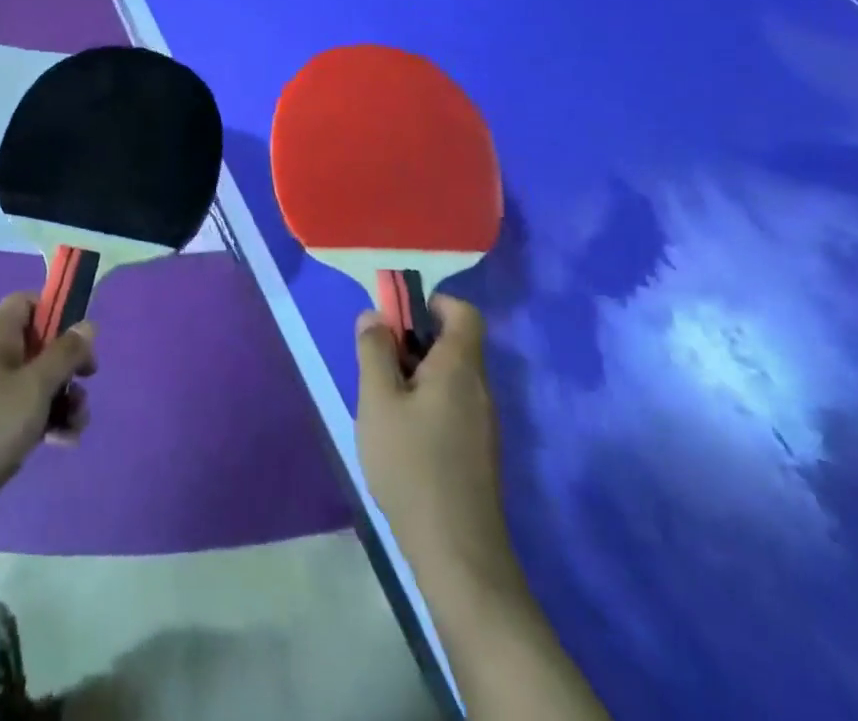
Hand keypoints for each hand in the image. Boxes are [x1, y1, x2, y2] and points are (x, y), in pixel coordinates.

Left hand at [0, 293, 96, 520]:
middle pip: (41, 344)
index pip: (28, 303)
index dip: (56, 312)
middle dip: (68, 365)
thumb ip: (65, 354)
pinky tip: (64, 442)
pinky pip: (30, 412)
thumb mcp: (34, 385)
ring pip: (39, 382)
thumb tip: (88, 324)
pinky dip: (50, 422)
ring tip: (77, 424)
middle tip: (86, 381)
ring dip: (65, 398)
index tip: (80, 337)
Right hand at [355, 295, 517, 584]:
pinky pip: (452, 405)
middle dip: (412, 342)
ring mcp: (483, 423)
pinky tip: (400, 435)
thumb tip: (375, 315)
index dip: (431, 304)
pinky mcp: (478, 452)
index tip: (395, 319)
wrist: (458, 554)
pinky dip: (426, 403)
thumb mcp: (378, 401)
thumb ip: (374, 352)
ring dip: (416, 375)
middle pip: (453, 343)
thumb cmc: (412, 465)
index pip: (463, 312)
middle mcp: (479, 389)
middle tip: (376, 363)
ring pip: (449, 377)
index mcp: (459, 368)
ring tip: (381, 402)